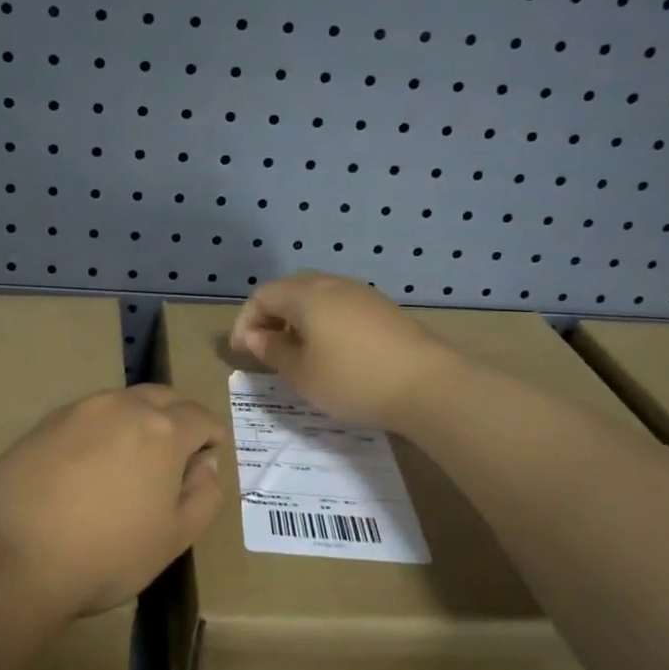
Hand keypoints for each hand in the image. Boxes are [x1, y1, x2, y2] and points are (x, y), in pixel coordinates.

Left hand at [0, 385, 225, 617]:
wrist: (14, 556)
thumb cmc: (106, 553)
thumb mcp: (174, 538)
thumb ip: (203, 497)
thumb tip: (205, 466)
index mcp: (162, 430)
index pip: (200, 415)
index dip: (211, 435)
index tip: (208, 455)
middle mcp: (122, 406)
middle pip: (162, 397)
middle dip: (176, 418)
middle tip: (173, 455)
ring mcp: (78, 410)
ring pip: (121, 403)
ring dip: (136, 421)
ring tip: (128, 461)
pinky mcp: (43, 423)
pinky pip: (86, 416)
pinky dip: (99, 431)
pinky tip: (87, 467)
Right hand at [228, 271, 464, 428]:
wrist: (428, 385)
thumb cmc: (352, 380)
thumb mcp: (302, 374)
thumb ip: (273, 351)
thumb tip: (254, 336)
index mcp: (306, 296)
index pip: (262, 296)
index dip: (245, 321)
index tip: (240, 352)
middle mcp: (332, 284)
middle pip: (290, 289)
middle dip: (271, 315)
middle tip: (265, 347)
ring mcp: (362, 294)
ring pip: (318, 296)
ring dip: (298, 318)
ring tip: (296, 351)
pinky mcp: (383, 308)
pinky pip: (341, 306)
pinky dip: (323, 321)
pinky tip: (331, 350)